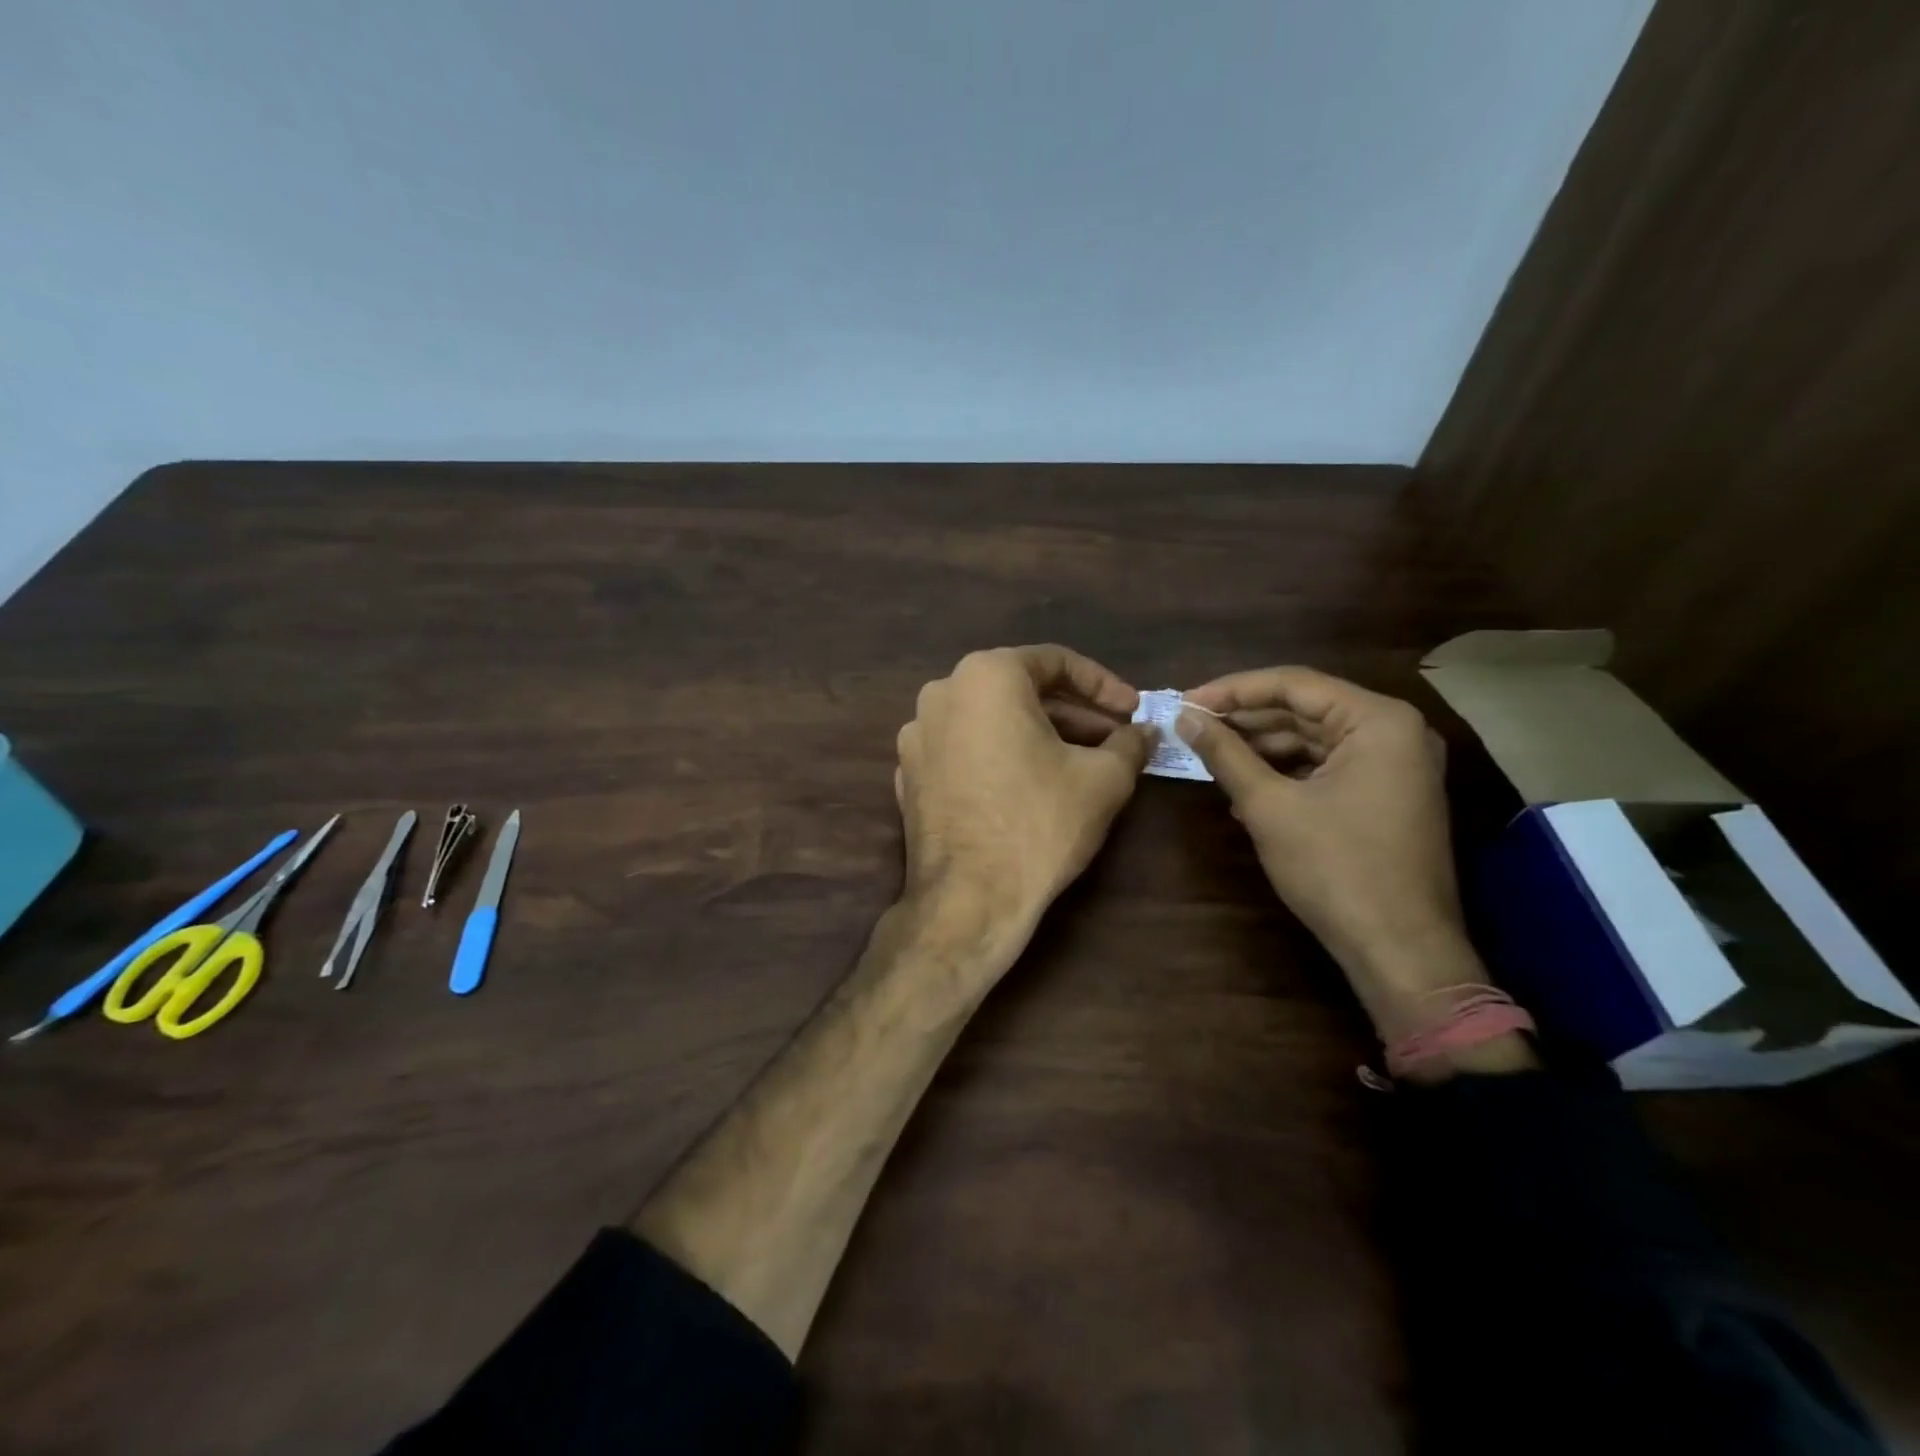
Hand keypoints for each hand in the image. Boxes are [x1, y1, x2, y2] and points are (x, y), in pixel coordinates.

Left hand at [896, 645, 1153, 951]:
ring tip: (1080, 762)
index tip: (1133, 711)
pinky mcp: (910, 774)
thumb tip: (1146, 732)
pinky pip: (965, 749)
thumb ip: (1130, 744)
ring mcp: (918, 735)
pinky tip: (1031, 784)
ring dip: (1038, 734)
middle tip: (1114, 739)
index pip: (1056, 662)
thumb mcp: (1103, 779)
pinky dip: (1000, 756)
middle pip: (1020, 690)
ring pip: (990, 720)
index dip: (1103, 685)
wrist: (969, 899)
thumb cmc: (1039, 823)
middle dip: (1073, 713)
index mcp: (985, 676)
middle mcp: (942, 693)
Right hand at [1178, 667, 1487, 1033]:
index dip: (1233, 690)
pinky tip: (1245, 786)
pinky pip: (1328, 766)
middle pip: (1305, 709)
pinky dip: (1286, 772)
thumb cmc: (1336, 869)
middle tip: (1192, 727)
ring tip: (1210, 755)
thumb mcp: (1269, 806)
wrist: (1400, 950)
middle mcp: (1395, 731)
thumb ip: (1225, 754)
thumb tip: (1185, 718)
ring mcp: (1396, 765)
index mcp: (1378, 721)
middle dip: (1246, 719)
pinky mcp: (1388, 794)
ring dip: (1262, 747)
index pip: (1294, 684)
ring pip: (1314, 739)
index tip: (1185, 702)